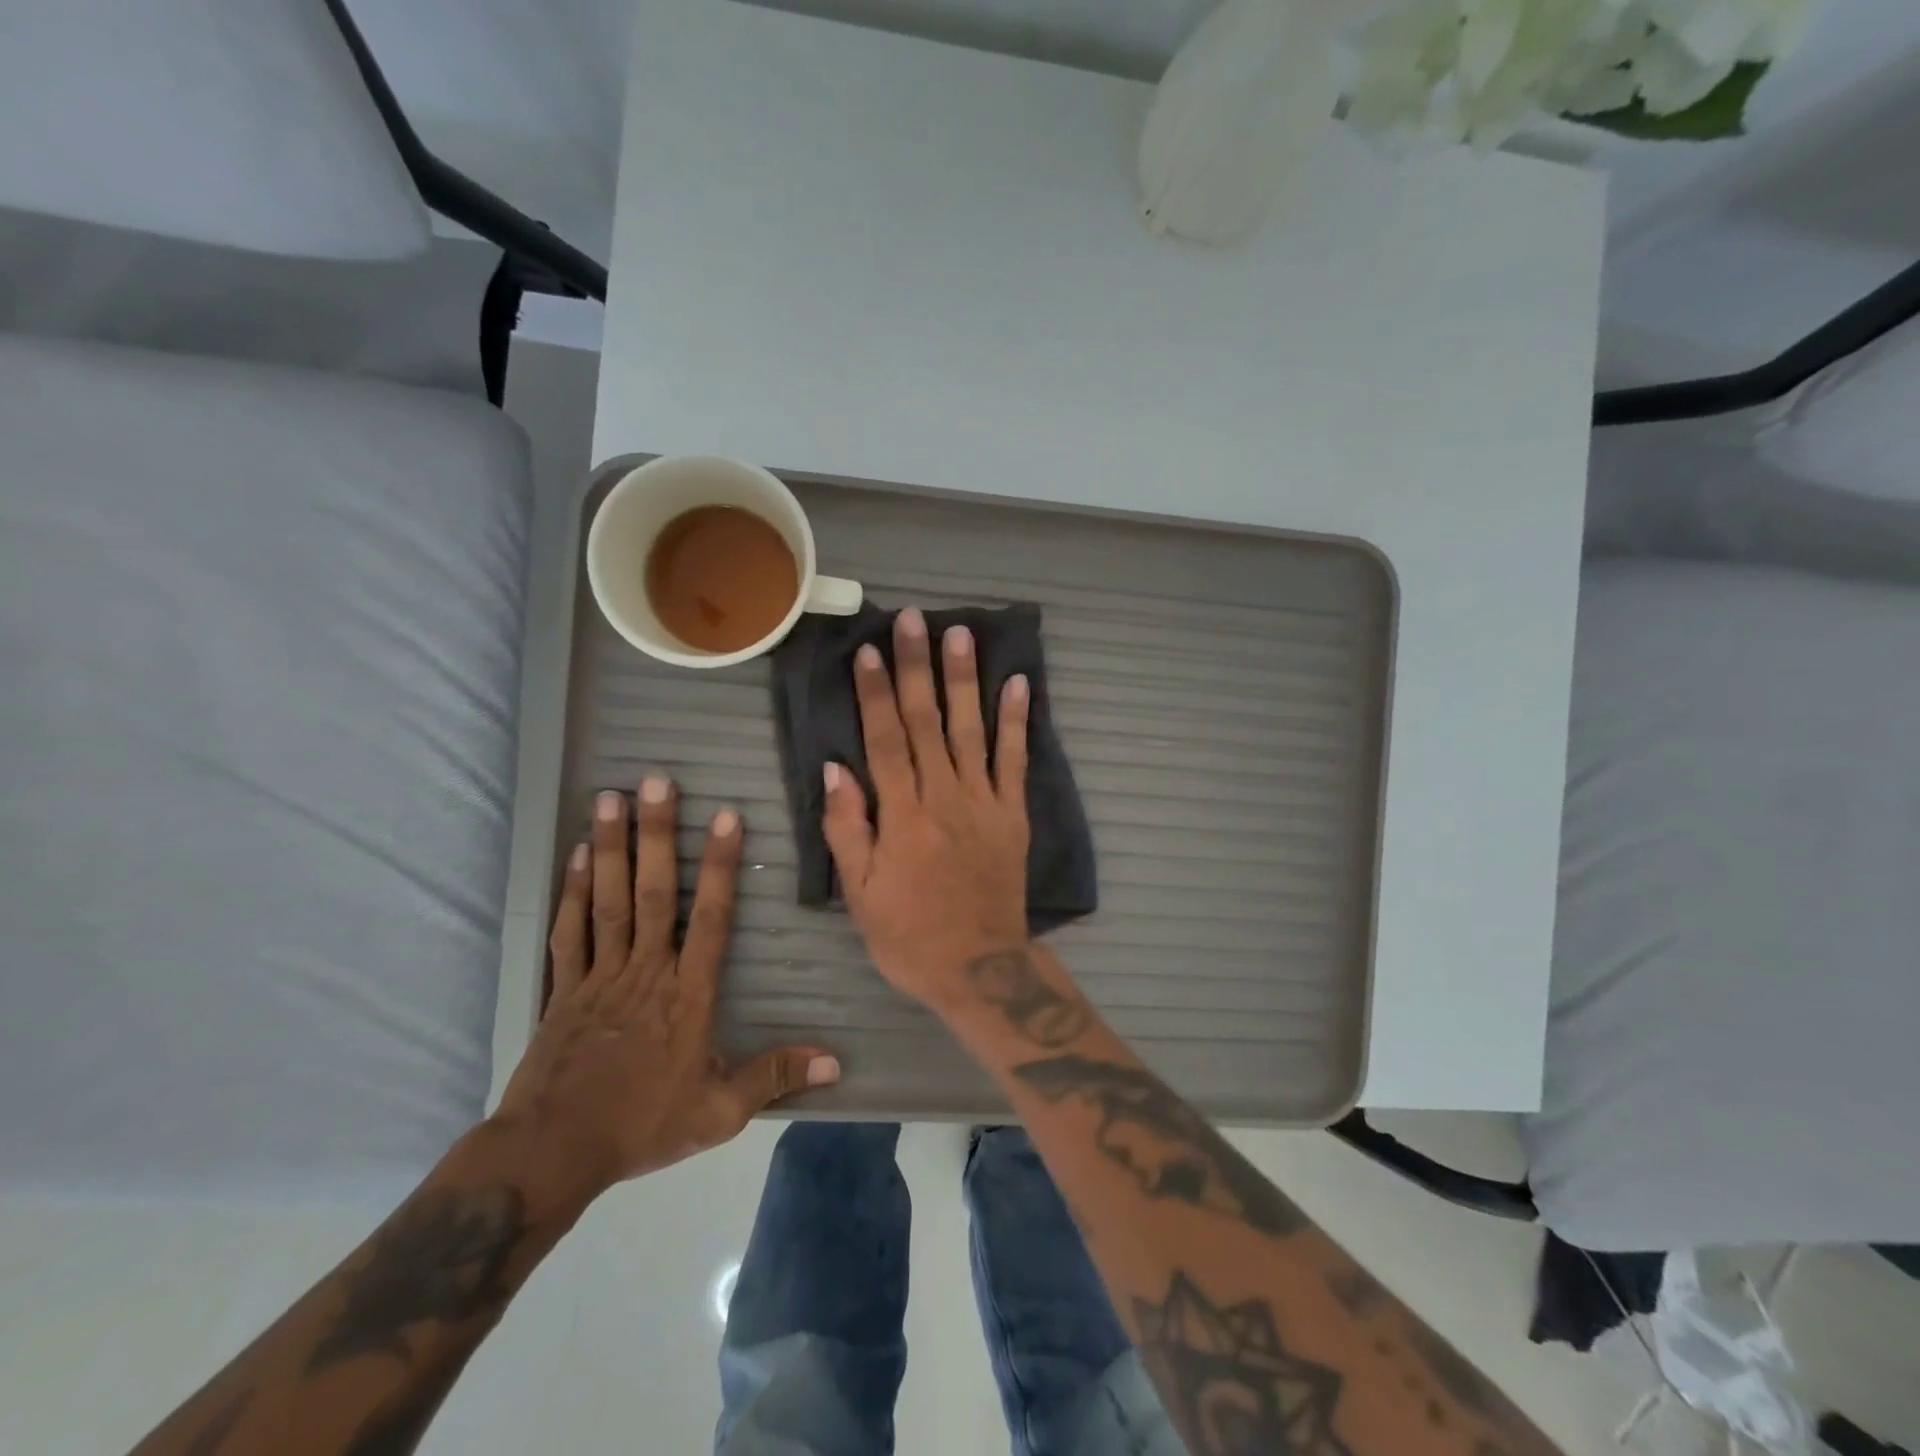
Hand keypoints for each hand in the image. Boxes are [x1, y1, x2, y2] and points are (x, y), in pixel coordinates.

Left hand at [495, 779, 839, 1205]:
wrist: (553, 1152)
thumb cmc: (643, 1124)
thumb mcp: (720, 1111)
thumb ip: (775, 1075)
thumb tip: (836, 1062)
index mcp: (688, 993)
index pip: (710, 917)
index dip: (719, 865)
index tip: (725, 818)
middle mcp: (646, 969)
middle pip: (653, 893)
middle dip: (657, 835)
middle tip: (657, 782)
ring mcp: (600, 973)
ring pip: (608, 899)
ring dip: (611, 847)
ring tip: (611, 797)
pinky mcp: (563, 987)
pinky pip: (570, 930)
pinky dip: (572, 890)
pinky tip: (578, 853)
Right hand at [823, 608, 1031, 1011]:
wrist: (980, 968)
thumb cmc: (909, 936)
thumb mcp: (861, 894)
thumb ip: (847, 828)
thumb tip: (836, 768)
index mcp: (902, 816)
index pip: (885, 740)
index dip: (876, 693)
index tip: (870, 650)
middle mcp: (944, 797)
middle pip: (927, 722)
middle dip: (917, 667)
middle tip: (913, 620)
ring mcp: (984, 803)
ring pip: (971, 730)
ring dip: (965, 680)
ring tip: (962, 634)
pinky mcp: (1014, 814)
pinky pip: (1015, 761)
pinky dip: (1017, 722)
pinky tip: (1019, 684)